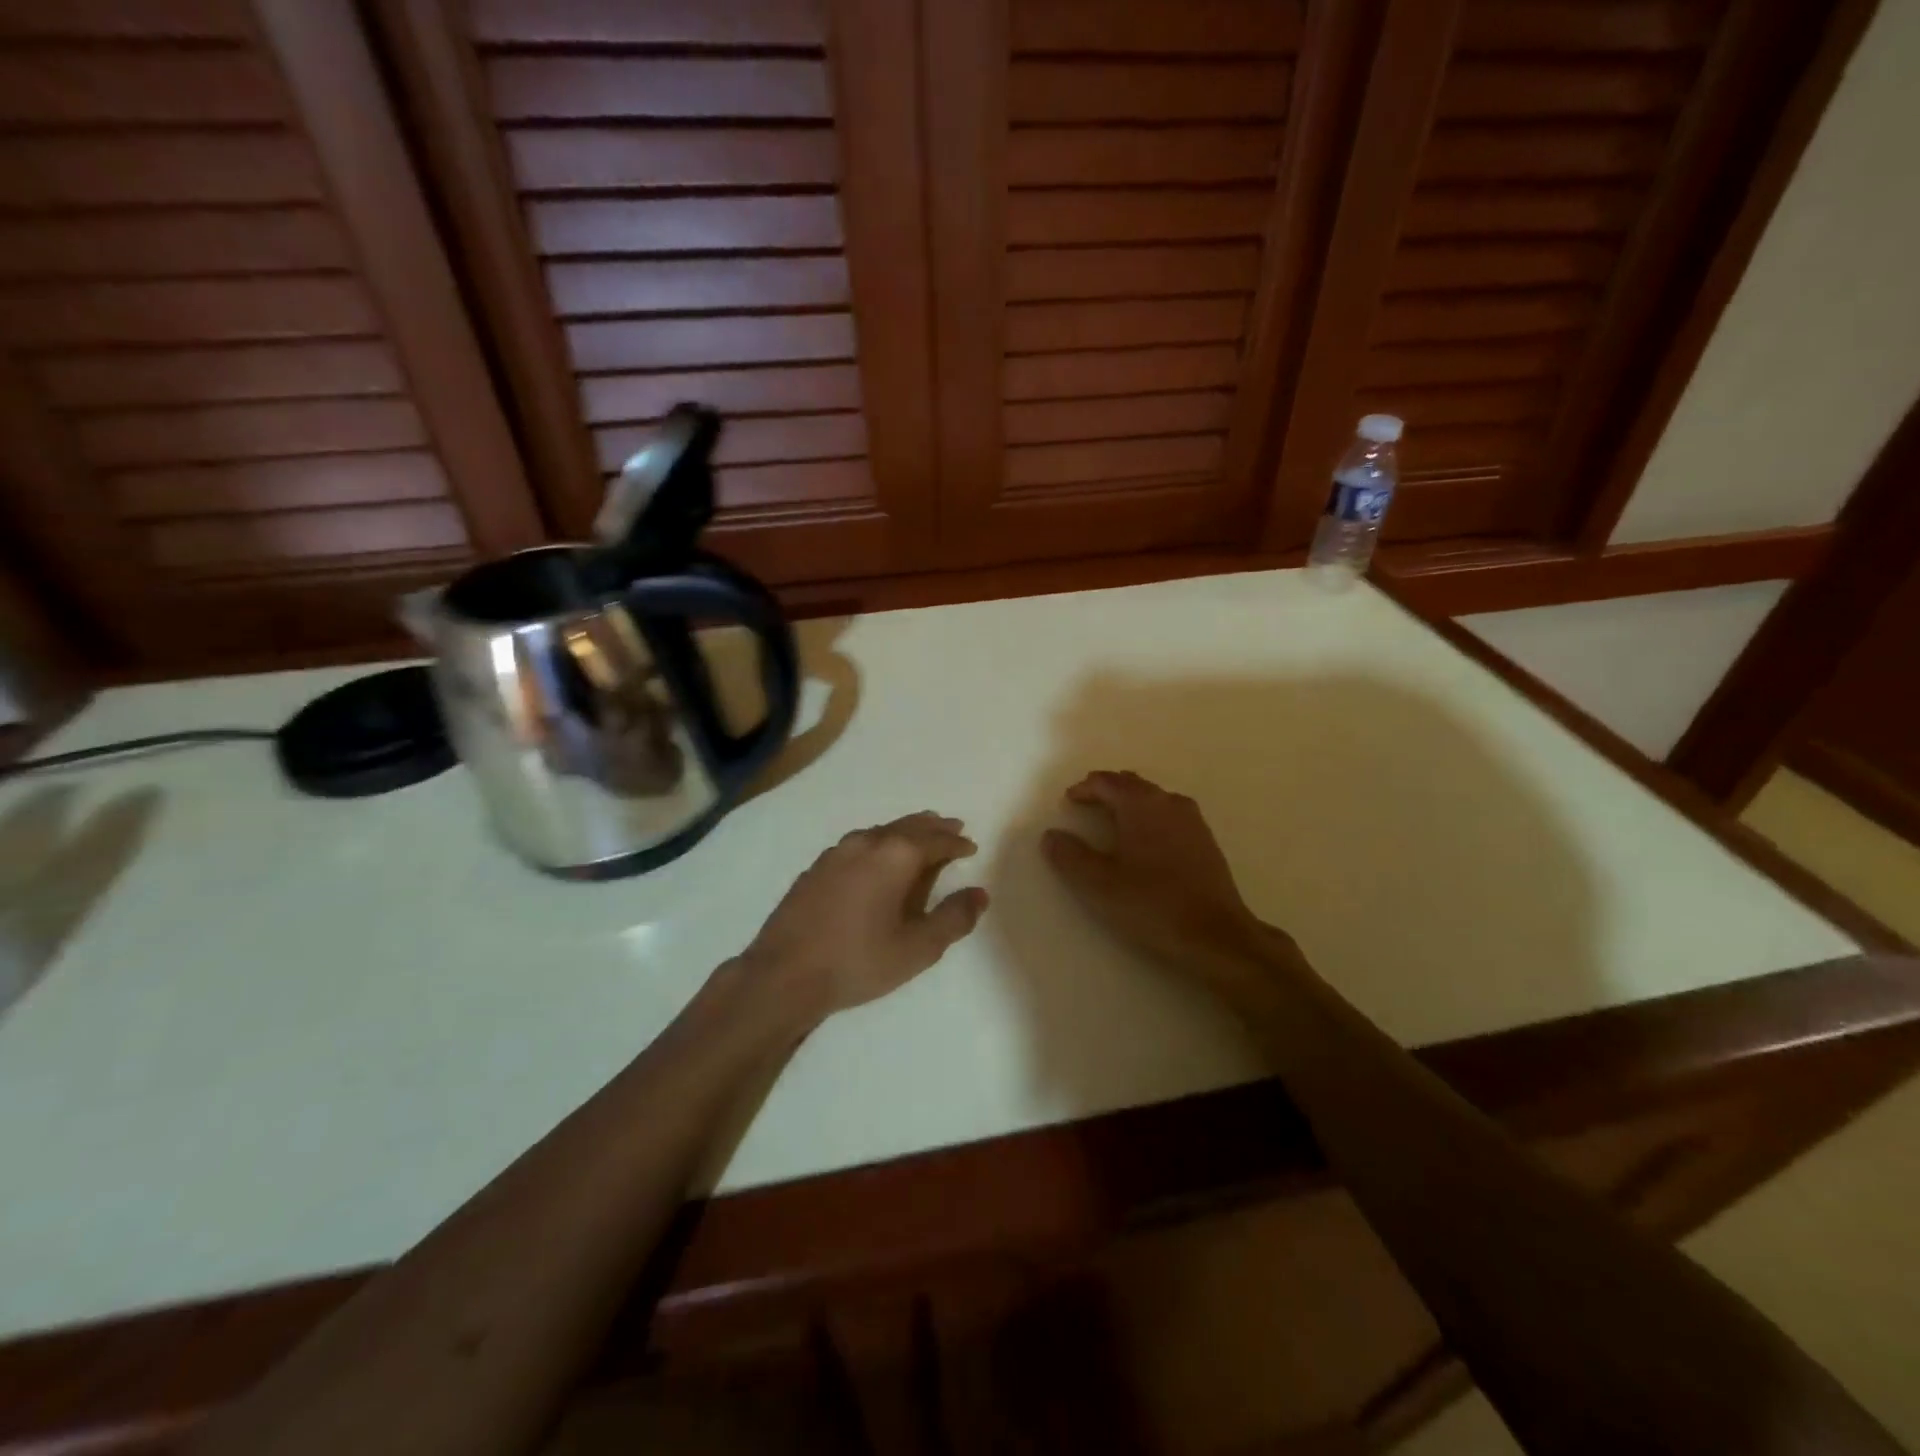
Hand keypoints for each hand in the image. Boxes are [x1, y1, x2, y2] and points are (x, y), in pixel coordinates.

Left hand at [744, 812, 989, 1018]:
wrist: (784, 974)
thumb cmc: (858, 961)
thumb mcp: (918, 948)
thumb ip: (954, 918)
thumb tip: (979, 893)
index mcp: (895, 856)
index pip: (935, 840)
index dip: (956, 844)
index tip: (970, 847)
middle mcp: (866, 843)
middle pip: (908, 826)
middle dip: (933, 828)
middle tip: (951, 828)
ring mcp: (836, 853)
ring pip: (880, 831)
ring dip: (905, 832)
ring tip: (918, 838)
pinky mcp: (816, 868)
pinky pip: (859, 844)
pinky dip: (879, 843)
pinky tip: (876, 859)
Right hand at [1042, 771, 1278, 978]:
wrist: (1216, 935)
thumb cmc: (1151, 904)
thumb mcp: (1099, 884)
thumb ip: (1070, 856)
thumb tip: (1051, 835)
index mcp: (1140, 804)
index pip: (1106, 782)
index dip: (1084, 788)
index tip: (1069, 801)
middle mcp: (1168, 802)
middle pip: (1132, 784)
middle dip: (1107, 790)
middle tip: (1087, 804)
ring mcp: (1192, 820)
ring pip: (1153, 798)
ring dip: (1130, 803)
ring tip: (1113, 821)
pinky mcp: (1206, 841)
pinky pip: (1170, 815)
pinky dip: (1150, 818)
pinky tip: (1145, 842)